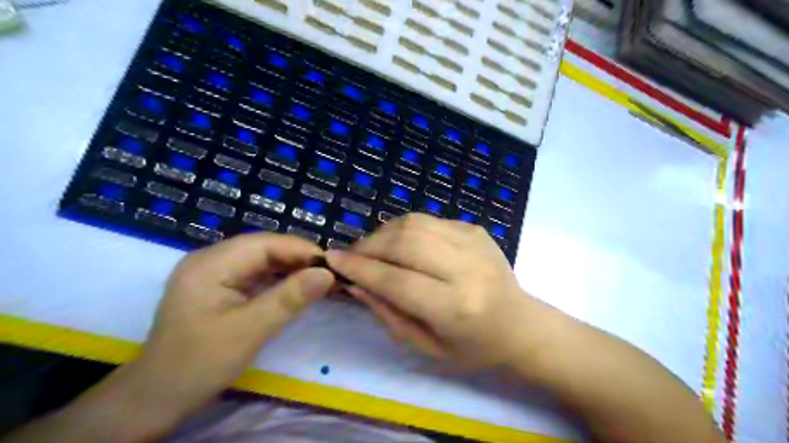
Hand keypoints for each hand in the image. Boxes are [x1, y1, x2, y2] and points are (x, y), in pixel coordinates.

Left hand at [0, 231, 333, 441]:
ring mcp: (214, 272)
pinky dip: (278, 279)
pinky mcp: (219, 286)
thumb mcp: (250, 331)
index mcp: (211, 263)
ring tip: (319, 279)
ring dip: (291, 268)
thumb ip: (290, 299)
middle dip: (298, 258)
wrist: (157, 397)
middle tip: (330, 273)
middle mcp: (211, 259)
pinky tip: (296, 287)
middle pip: (264, 248)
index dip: (301, 249)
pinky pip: (255, 274)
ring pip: (262, 260)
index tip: (332, 264)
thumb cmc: (199, 363)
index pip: (265, 243)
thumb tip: (327, 274)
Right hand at [325, 215, 549, 369]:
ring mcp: (474, 242)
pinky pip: (428, 220)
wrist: (521, 326)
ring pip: (414, 223)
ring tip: (372, 249)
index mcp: (456, 307)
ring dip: (383, 233)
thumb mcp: (426, 346)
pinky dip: (405, 228)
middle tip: (350, 255)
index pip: (396, 280)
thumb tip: (355, 282)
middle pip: (404, 242)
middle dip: (368, 245)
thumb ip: (388, 313)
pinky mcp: (476, 229)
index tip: (331, 258)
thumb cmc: (473, 348)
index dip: (360, 267)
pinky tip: (401, 244)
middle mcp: (466, 268)